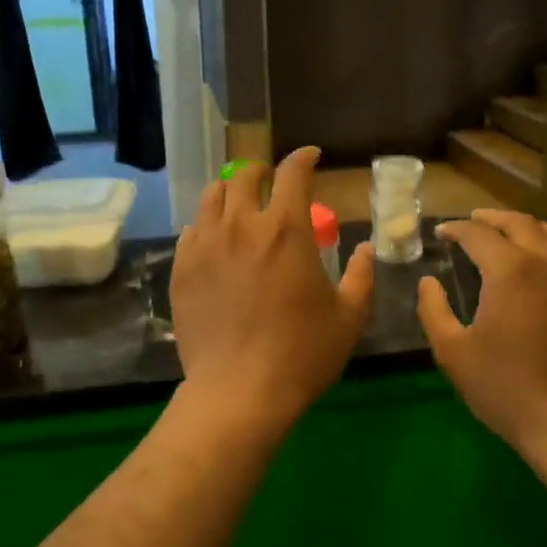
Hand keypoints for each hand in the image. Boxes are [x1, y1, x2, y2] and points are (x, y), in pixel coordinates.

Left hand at [171, 147, 373, 434]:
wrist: (239, 391)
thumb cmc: (303, 353)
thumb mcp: (349, 317)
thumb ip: (361, 276)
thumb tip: (364, 249)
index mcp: (286, 230)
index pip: (293, 173)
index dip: (303, 157)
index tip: (310, 156)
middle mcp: (242, 226)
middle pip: (245, 176)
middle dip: (263, 171)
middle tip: (272, 182)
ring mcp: (205, 246)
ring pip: (212, 197)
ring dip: (231, 192)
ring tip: (240, 204)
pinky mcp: (182, 269)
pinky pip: (191, 230)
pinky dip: (207, 224)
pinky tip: (216, 241)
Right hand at [416, 209, 546, 456]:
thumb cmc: (505, 388)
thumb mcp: (453, 352)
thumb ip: (433, 310)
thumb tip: (428, 282)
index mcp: (511, 270)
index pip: (479, 234)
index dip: (456, 229)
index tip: (442, 233)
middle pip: (520, 223)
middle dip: (492, 218)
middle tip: (473, 222)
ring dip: (525, 228)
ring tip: (507, 234)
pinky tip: (543, 265)